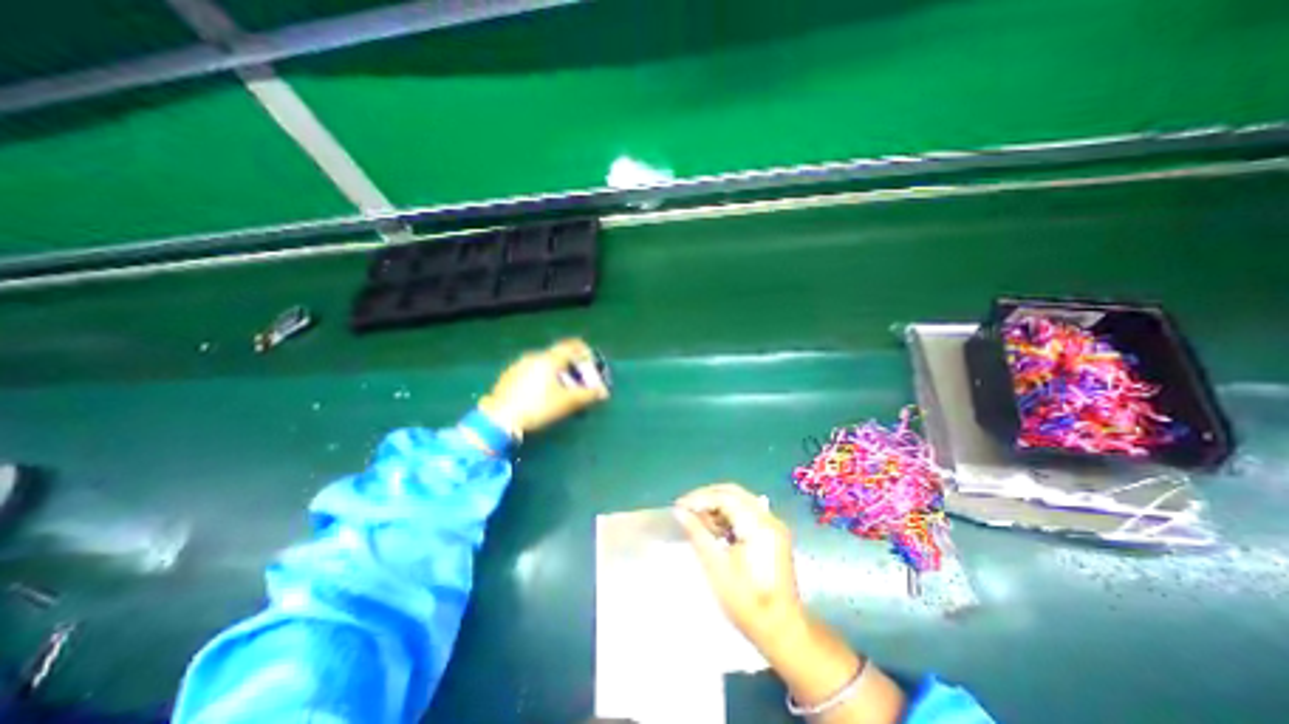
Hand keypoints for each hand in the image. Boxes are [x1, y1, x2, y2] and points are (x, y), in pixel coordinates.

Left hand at [479, 337, 609, 435]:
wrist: (499, 418)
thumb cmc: (538, 407)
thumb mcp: (567, 402)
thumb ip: (587, 395)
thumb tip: (602, 392)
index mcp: (550, 358)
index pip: (573, 346)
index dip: (586, 354)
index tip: (592, 368)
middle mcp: (535, 356)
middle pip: (561, 357)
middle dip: (574, 370)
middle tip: (580, 387)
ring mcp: (519, 365)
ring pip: (546, 365)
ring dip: (559, 376)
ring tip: (563, 394)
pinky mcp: (509, 375)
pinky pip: (533, 371)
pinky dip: (544, 379)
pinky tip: (542, 397)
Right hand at [675, 483, 801, 653]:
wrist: (783, 631)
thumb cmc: (747, 602)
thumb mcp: (716, 567)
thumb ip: (697, 533)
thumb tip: (679, 511)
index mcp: (758, 525)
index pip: (724, 497)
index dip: (699, 498)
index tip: (678, 506)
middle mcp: (768, 518)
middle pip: (733, 493)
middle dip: (707, 497)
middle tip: (685, 508)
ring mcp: (773, 526)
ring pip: (740, 501)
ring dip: (717, 506)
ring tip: (697, 520)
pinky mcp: (773, 535)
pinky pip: (746, 513)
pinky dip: (728, 515)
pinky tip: (715, 529)